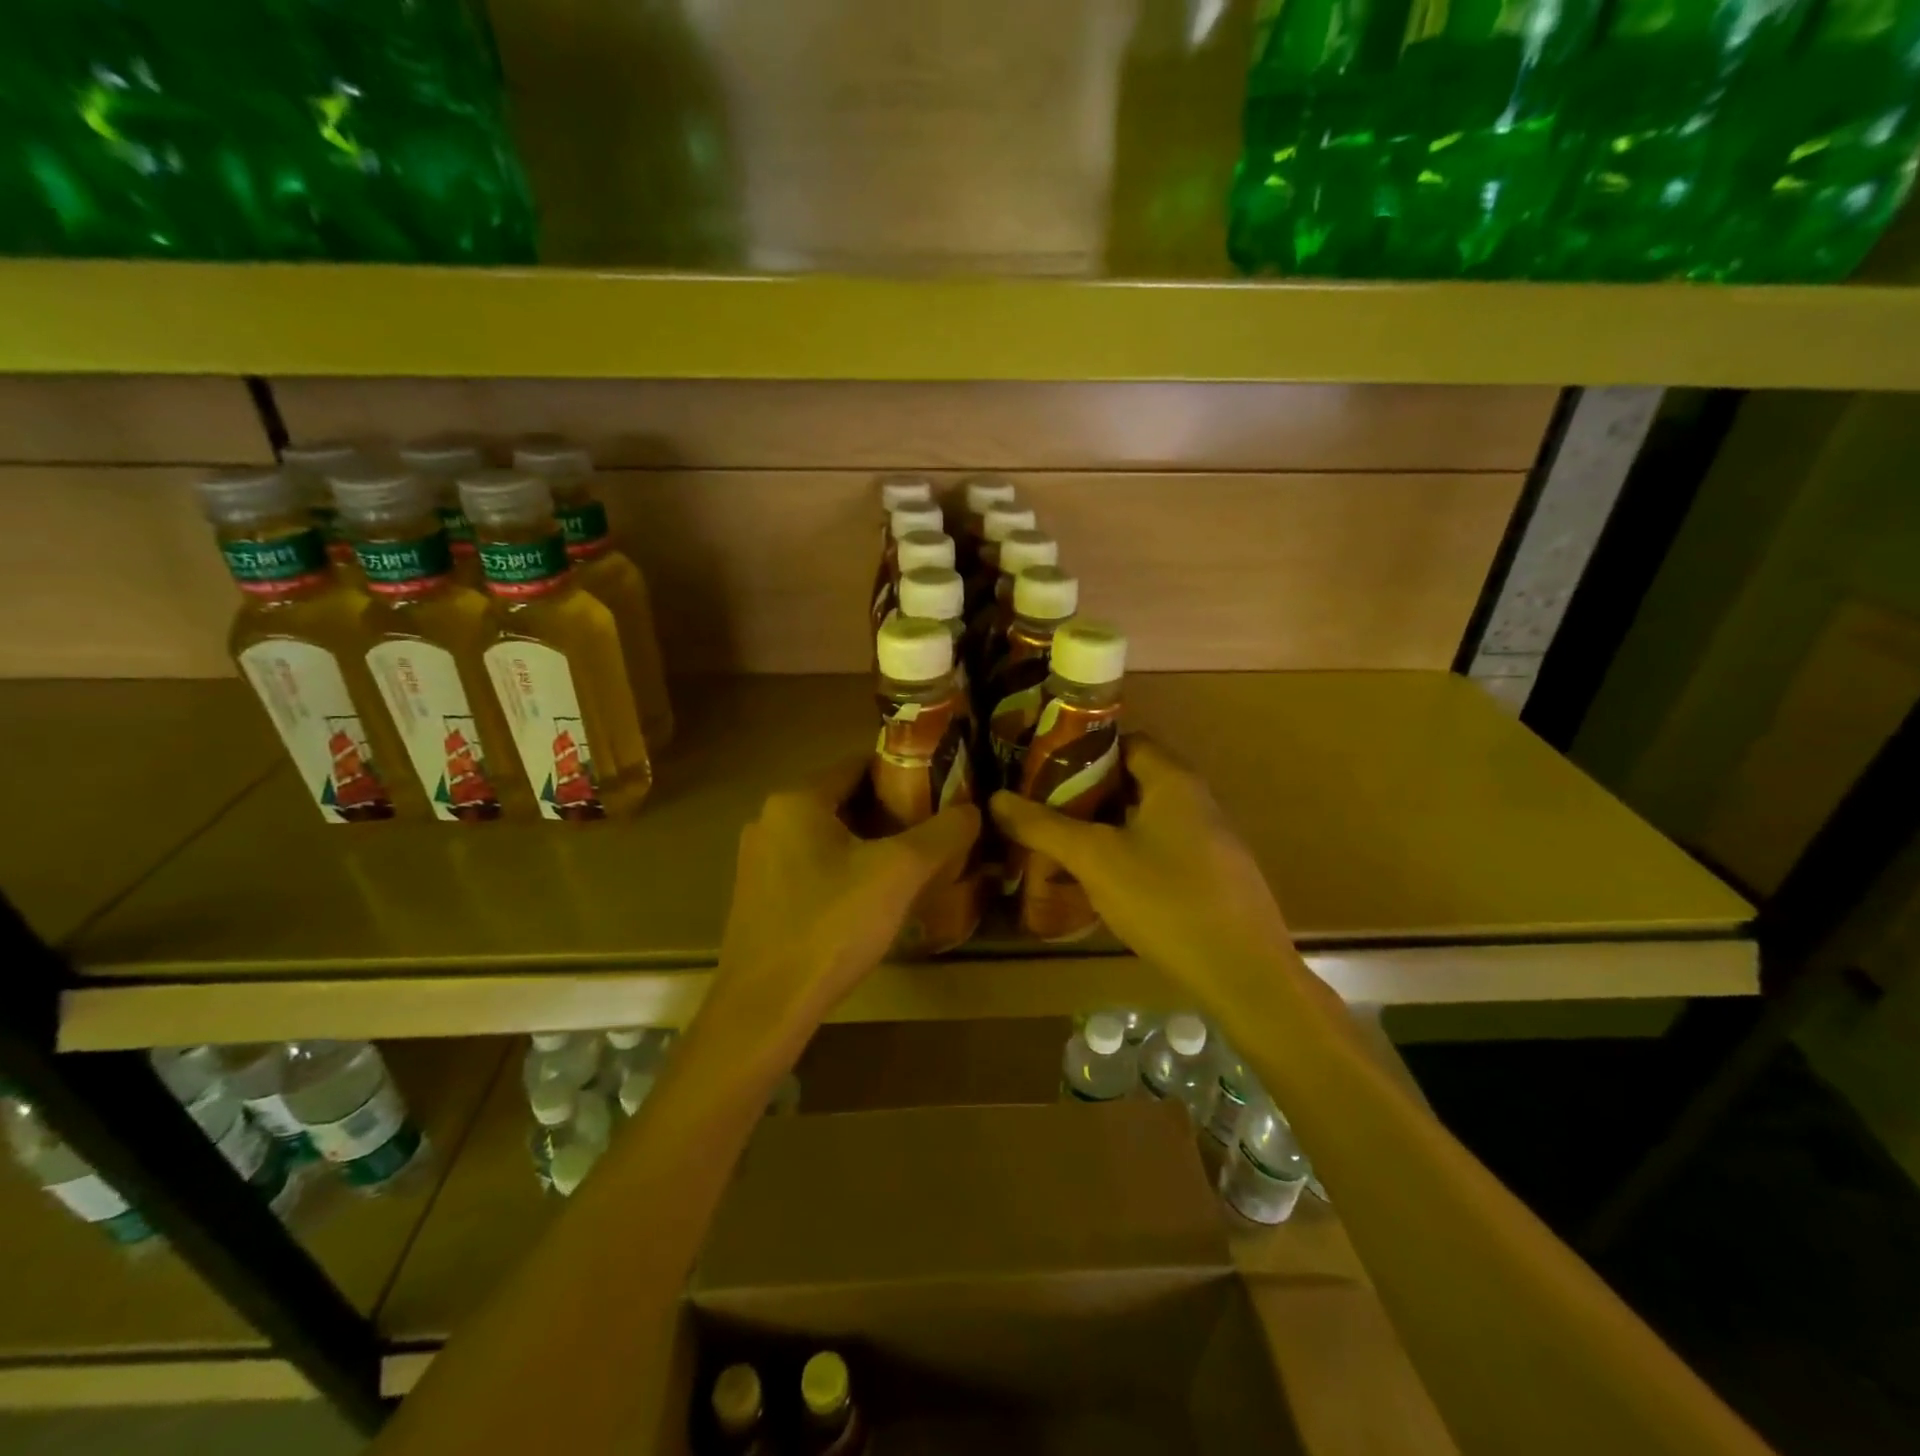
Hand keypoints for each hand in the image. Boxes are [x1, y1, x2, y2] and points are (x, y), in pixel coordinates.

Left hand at [715, 757, 980, 1032]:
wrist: (765, 1007)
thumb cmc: (831, 925)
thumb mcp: (900, 873)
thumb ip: (943, 832)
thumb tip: (973, 810)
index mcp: (797, 800)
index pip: (859, 765)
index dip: (904, 773)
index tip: (941, 791)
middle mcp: (770, 819)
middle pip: (844, 801)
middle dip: (890, 813)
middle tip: (934, 832)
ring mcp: (758, 860)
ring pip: (828, 837)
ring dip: (868, 844)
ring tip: (911, 865)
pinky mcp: (758, 896)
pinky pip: (811, 867)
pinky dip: (843, 871)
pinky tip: (871, 899)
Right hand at [991, 736, 1296, 1012]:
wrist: (1244, 975)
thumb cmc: (1166, 900)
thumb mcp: (1095, 860)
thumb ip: (1044, 827)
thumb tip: (996, 799)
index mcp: (1174, 781)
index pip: (1126, 742)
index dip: (1084, 751)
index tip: (1043, 769)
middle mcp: (1197, 800)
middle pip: (1133, 781)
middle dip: (1087, 794)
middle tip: (1043, 811)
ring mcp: (1210, 840)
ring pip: (1145, 819)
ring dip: (1105, 828)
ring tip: (1062, 846)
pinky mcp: (1213, 876)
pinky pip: (1161, 848)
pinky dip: (1128, 854)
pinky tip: (1102, 883)